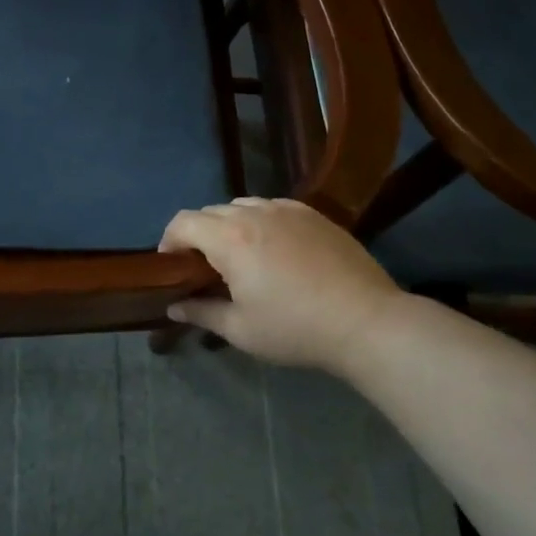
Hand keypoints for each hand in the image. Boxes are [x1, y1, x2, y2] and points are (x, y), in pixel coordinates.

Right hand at [159, 198, 406, 373]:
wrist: (366, 321)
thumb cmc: (295, 328)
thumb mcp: (241, 330)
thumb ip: (201, 313)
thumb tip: (173, 306)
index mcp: (230, 238)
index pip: (183, 222)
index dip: (169, 241)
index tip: (172, 266)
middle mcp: (254, 213)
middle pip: (210, 212)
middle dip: (198, 235)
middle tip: (205, 269)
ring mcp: (286, 209)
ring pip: (242, 206)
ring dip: (230, 225)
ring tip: (241, 257)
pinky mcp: (313, 213)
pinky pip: (273, 207)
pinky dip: (261, 221)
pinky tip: (275, 249)